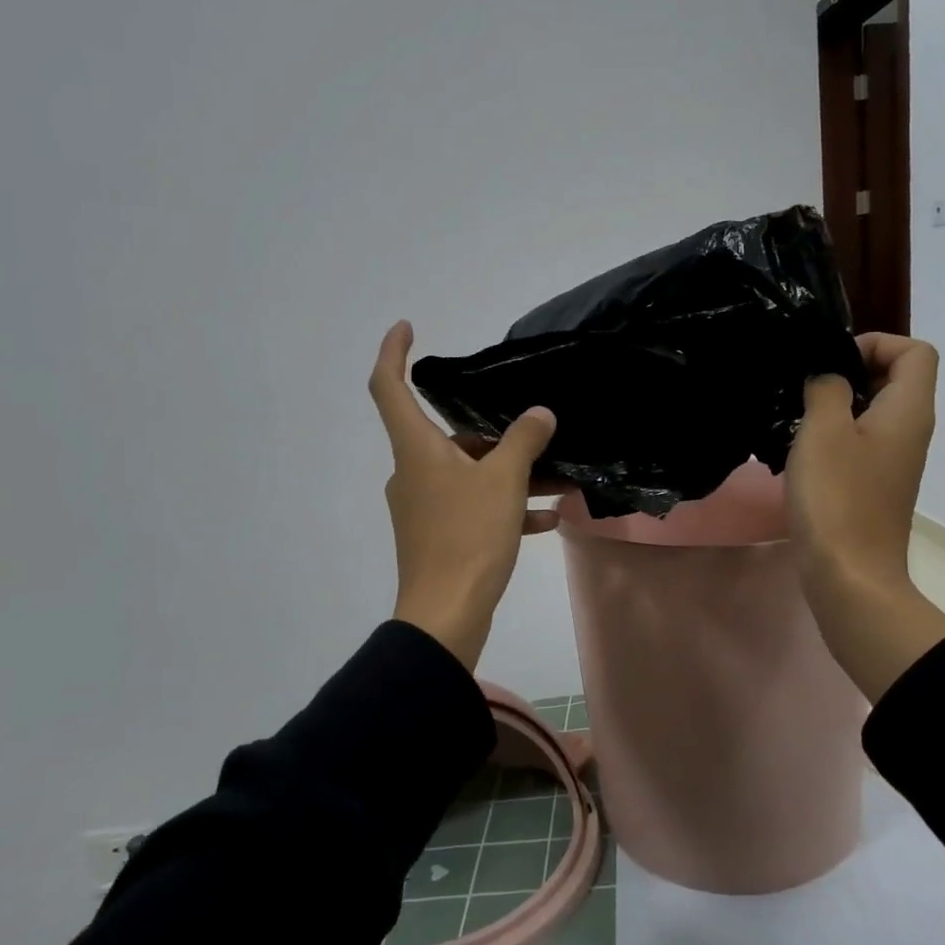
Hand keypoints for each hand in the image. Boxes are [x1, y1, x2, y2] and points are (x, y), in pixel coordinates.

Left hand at [368, 321, 559, 670]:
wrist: (446, 616)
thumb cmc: (468, 537)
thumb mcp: (504, 481)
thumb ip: (523, 440)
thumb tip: (539, 414)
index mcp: (416, 450)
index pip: (387, 387)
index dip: (393, 352)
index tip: (408, 327)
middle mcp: (412, 473)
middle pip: (449, 437)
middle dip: (495, 435)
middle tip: (539, 436)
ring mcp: (422, 507)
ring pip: (468, 475)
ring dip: (510, 475)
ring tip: (557, 483)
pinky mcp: (436, 537)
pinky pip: (472, 508)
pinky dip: (503, 507)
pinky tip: (545, 520)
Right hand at [786, 334, 944, 700]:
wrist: (849, 575)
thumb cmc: (837, 497)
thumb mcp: (823, 430)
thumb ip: (826, 387)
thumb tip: (827, 376)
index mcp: (909, 410)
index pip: (915, 350)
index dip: (875, 344)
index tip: (832, 363)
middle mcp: (911, 430)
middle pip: (894, 377)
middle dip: (849, 371)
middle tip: (806, 387)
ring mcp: (894, 461)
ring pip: (873, 411)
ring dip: (836, 405)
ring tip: (797, 418)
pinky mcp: (875, 485)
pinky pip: (861, 441)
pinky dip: (834, 436)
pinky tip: (800, 453)